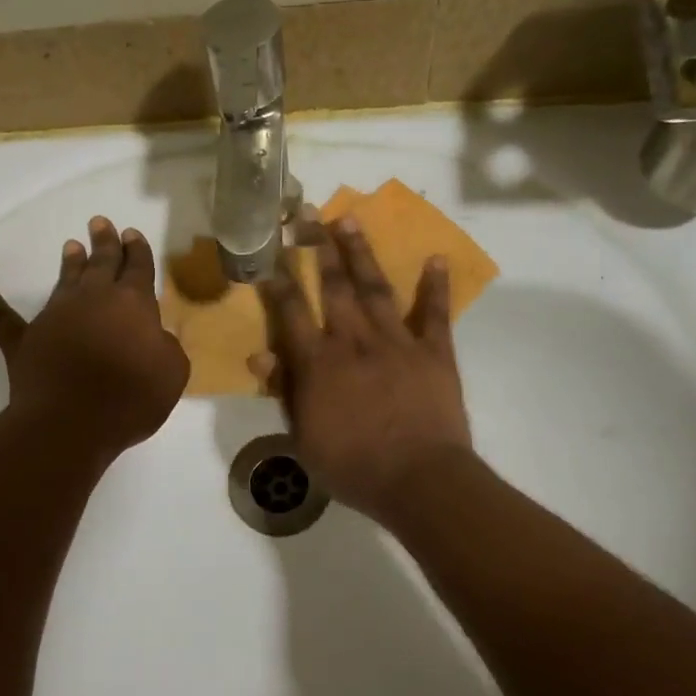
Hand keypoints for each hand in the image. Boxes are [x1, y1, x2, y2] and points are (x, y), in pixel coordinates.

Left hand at [0, 216, 189, 461]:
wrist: (72, 421)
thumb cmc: (131, 397)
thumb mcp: (171, 371)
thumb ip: (166, 346)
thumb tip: (154, 335)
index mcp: (132, 303)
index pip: (138, 268)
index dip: (137, 250)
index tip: (131, 234)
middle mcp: (93, 299)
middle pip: (101, 263)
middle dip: (104, 242)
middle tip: (100, 222)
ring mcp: (55, 316)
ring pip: (64, 281)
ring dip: (70, 263)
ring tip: (71, 246)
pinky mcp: (25, 340)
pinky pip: (6, 319)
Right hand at [249, 216, 471, 521]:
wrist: (419, 480)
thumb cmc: (353, 467)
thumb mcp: (304, 438)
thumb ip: (285, 392)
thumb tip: (260, 355)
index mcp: (318, 364)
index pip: (292, 312)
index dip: (280, 281)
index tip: (272, 252)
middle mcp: (354, 341)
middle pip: (333, 287)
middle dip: (318, 248)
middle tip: (308, 215)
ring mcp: (397, 342)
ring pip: (376, 289)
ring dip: (361, 254)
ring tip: (350, 221)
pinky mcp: (434, 352)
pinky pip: (435, 314)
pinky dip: (435, 286)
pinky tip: (435, 258)